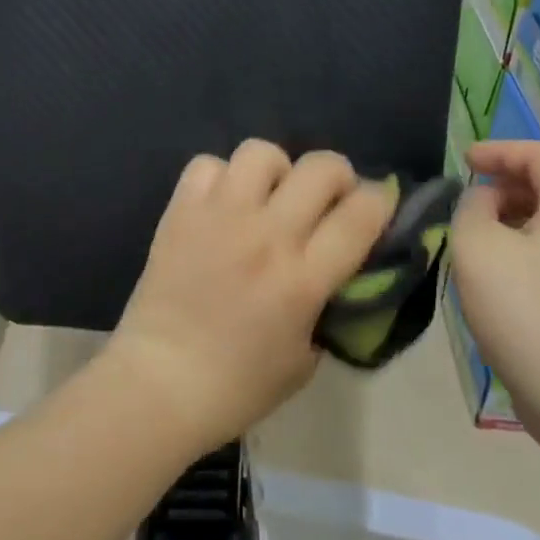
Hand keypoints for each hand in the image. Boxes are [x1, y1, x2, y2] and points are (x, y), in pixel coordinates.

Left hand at [107, 141, 396, 452]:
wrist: (158, 383)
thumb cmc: (237, 386)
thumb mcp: (305, 359)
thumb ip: (325, 308)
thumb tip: (334, 272)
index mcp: (303, 278)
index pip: (361, 214)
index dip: (381, 201)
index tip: (379, 206)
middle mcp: (266, 234)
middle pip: (320, 168)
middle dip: (338, 176)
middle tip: (328, 200)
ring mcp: (220, 216)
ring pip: (262, 153)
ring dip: (277, 171)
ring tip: (269, 197)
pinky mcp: (181, 211)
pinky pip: (207, 165)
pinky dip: (221, 178)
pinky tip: (222, 204)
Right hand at [450, 140, 539, 430]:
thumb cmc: (526, 309)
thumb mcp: (478, 245)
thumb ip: (472, 207)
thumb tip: (484, 202)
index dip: (500, 150)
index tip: (465, 161)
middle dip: (503, 184)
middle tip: (466, 201)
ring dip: (506, 221)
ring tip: (471, 239)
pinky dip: (516, 250)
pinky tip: (490, 279)